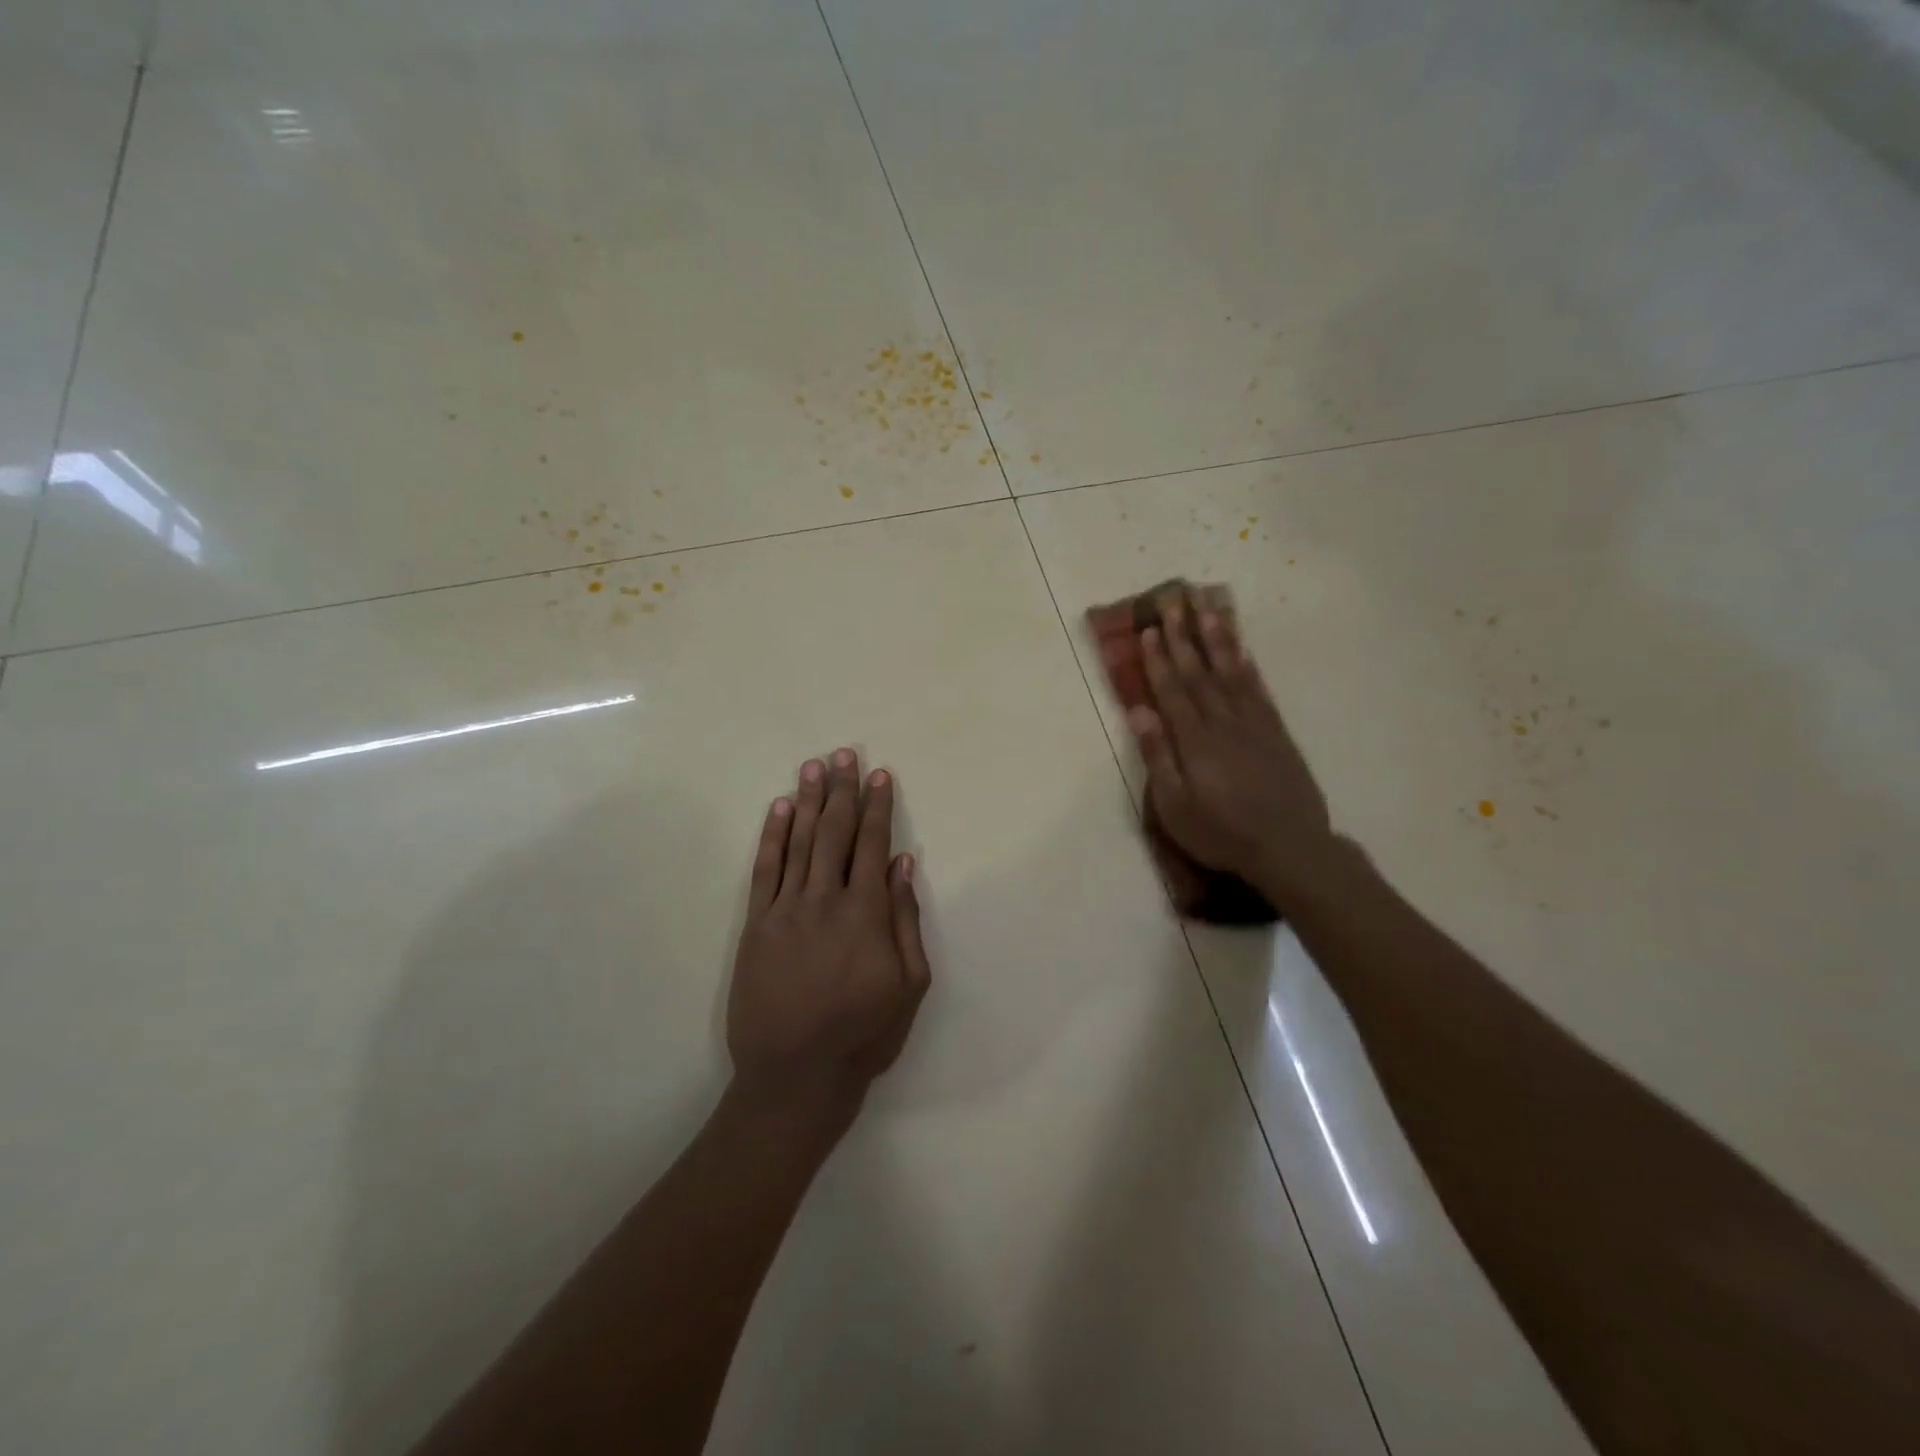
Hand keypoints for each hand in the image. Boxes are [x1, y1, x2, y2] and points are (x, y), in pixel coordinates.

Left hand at [727, 750, 931, 1115]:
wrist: (795, 1076)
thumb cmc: (863, 1034)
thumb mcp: (910, 985)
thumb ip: (907, 920)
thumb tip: (905, 864)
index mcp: (867, 913)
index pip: (873, 844)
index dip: (878, 807)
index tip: (880, 775)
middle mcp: (825, 899)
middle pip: (835, 832)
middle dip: (842, 790)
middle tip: (843, 754)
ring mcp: (786, 909)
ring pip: (800, 842)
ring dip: (809, 800)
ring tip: (813, 766)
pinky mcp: (757, 925)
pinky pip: (766, 870)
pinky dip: (773, 836)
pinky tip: (780, 808)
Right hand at [1127, 598, 1338, 908]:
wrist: (1289, 847)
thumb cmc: (1221, 832)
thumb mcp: (1175, 806)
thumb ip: (1158, 755)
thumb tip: (1138, 710)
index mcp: (1195, 740)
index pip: (1172, 690)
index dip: (1159, 658)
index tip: (1149, 628)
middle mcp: (1224, 722)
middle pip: (1199, 672)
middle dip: (1184, 634)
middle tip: (1174, 599)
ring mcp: (1254, 724)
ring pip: (1232, 672)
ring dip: (1218, 638)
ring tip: (1208, 607)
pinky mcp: (1277, 733)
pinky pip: (1260, 690)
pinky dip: (1249, 666)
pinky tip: (1242, 650)